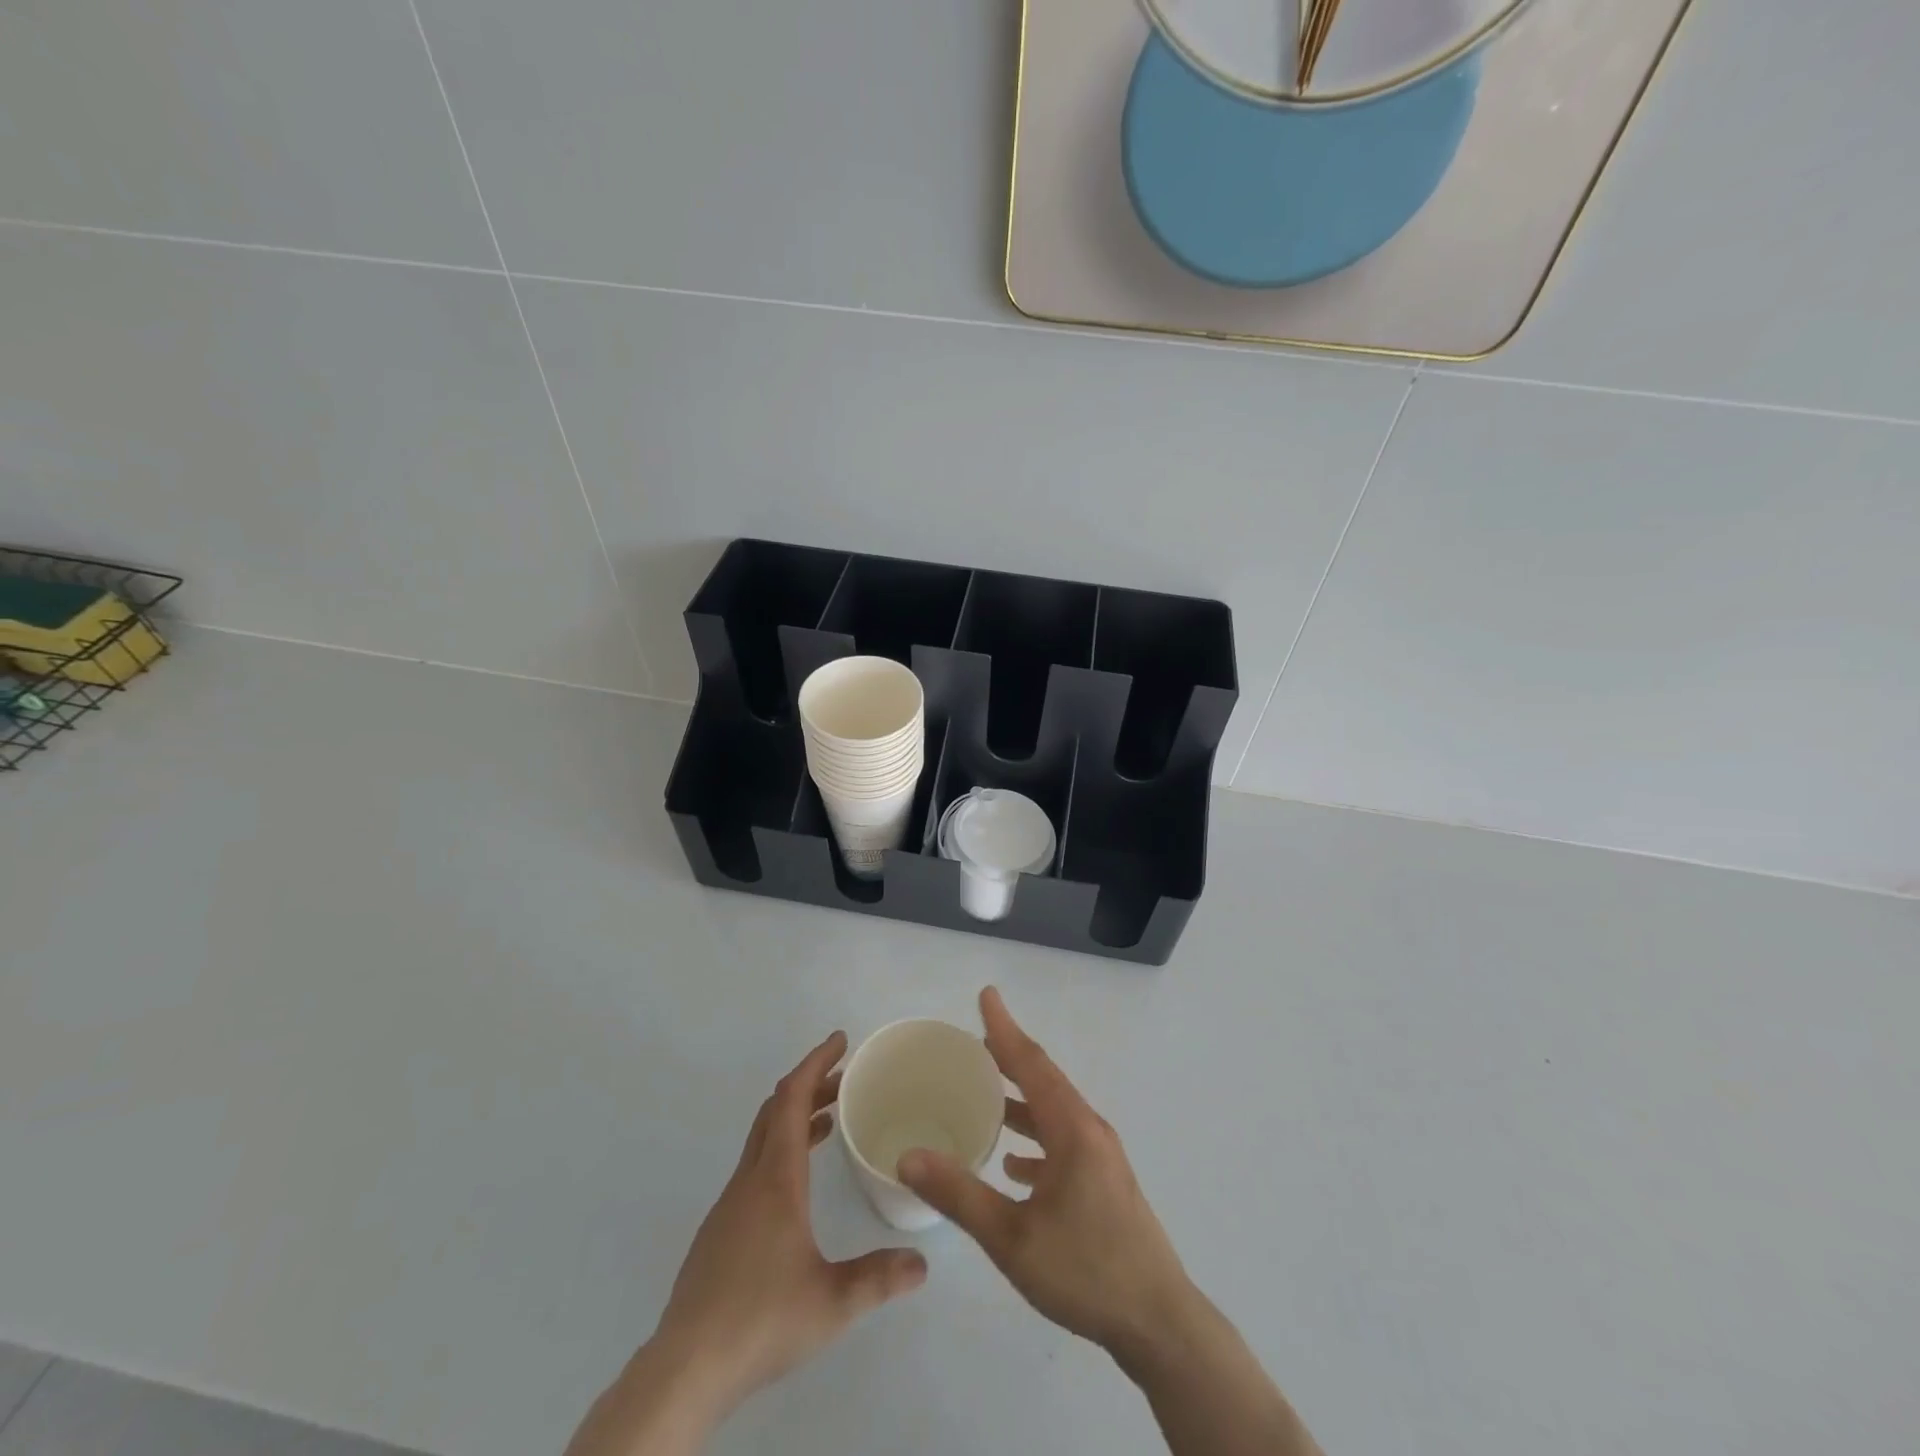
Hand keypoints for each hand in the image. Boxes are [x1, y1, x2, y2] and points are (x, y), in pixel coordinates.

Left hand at [569, 1033, 926, 1455]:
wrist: (685, 1369)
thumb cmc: (760, 1320)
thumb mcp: (832, 1302)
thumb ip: (879, 1278)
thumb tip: (922, 1264)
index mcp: (775, 1179)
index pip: (791, 1099)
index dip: (815, 1063)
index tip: (840, 1041)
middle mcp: (750, 1180)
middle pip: (775, 1111)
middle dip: (810, 1085)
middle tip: (844, 1077)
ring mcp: (730, 1205)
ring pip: (763, 1139)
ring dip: (795, 1118)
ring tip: (830, 1120)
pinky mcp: (720, 1231)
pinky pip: (755, 1167)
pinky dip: (782, 1150)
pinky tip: (799, 1184)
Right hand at [898, 989, 1193, 1359]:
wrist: (1159, 1322)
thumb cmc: (1085, 1271)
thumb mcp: (1011, 1238)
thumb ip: (959, 1194)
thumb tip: (908, 1156)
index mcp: (1071, 1128)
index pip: (1031, 1063)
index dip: (1004, 1028)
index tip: (986, 994)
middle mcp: (1089, 1130)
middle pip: (1044, 1080)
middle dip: (1009, 1057)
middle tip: (975, 1041)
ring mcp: (1101, 1156)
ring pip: (1053, 1112)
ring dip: (1021, 1098)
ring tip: (987, 1093)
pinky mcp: (1105, 1182)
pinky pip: (1063, 1142)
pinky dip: (1035, 1139)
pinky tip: (1015, 1165)